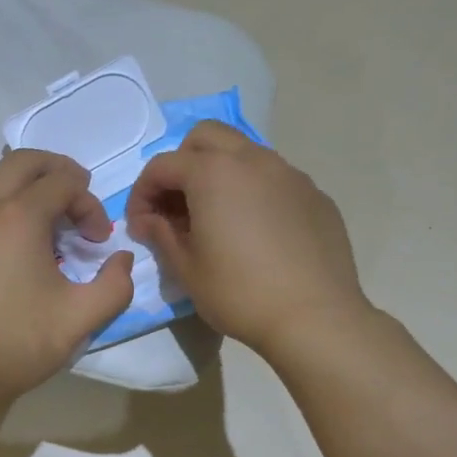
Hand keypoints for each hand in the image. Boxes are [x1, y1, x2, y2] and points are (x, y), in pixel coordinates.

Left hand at [0, 150, 134, 406]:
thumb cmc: (16, 345)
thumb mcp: (80, 319)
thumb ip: (115, 285)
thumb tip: (123, 259)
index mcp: (17, 217)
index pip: (62, 183)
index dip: (90, 204)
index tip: (98, 241)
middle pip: (23, 161)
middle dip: (57, 172)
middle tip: (78, 199)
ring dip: (24, 184)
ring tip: (45, 217)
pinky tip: (10, 238)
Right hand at [125, 121, 369, 361]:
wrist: (316, 318)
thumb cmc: (240, 293)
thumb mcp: (186, 269)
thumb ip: (161, 234)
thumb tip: (149, 221)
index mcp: (213, 173)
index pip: (162, 166)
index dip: (142, 194)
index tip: (141, 227)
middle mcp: (253, 160)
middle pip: (205, 137)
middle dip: (181, 163)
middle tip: (176, 205)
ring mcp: (290, 174)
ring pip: (244, 152)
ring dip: (219, 173)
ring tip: (216, 217)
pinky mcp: (315, 195)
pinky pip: (274, 178)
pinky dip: (253, 191)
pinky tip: (255, 232)